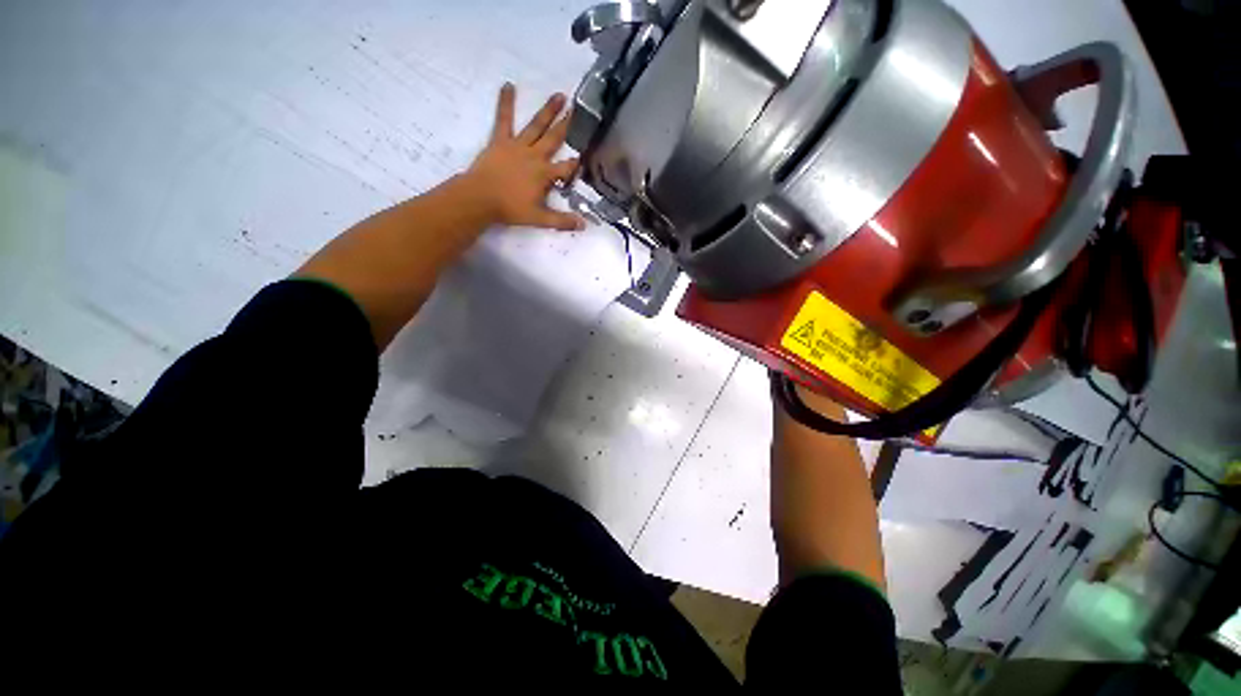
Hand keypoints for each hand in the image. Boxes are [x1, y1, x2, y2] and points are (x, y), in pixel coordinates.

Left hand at [466, 83, 584, 230]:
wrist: (480, 198)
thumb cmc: (510, 209)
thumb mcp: (539, 219)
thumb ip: (561, 221)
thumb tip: (583, 225)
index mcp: (544, 174)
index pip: (566, 168)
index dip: (576, 164)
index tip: (584, 157)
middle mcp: (534, 156)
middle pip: (554, 139)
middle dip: (567, 126)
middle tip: (579, 110)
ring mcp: (517, 145)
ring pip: (536, 126)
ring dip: (548, 111)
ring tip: (559, 95)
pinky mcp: (500, 140)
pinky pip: (503, 119)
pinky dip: (505, 102)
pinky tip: (508, 85)